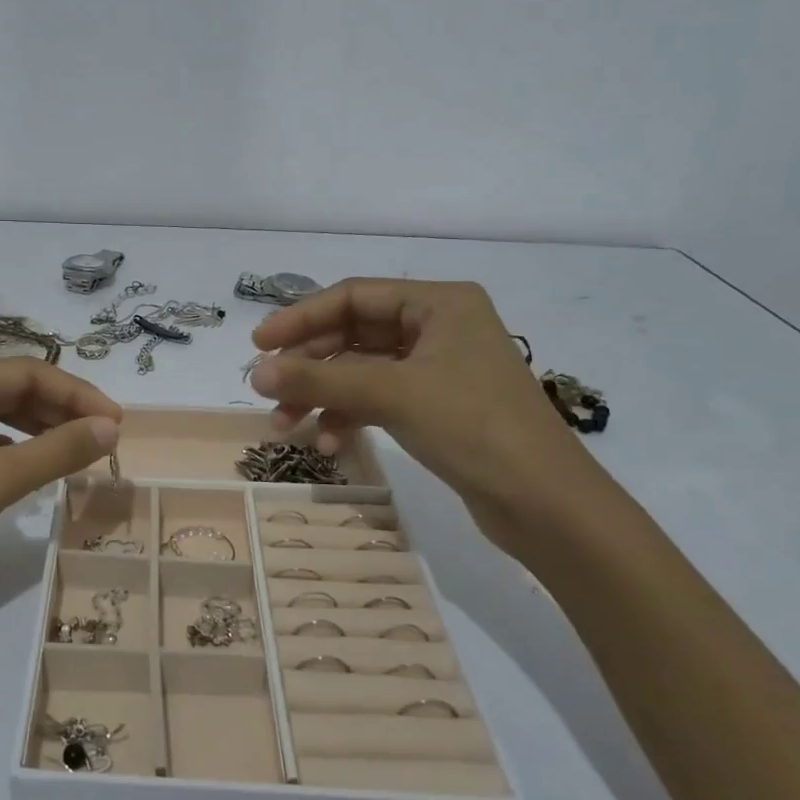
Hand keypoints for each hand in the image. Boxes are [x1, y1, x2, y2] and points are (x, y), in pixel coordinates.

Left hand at [0, 360, 120, 599]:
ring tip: (78, 449)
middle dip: (60, 410)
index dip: (77, 394)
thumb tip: (111, 428)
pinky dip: (13, 447)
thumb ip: (59, 450)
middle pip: (11, 388)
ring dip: (39, 428)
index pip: (26, 373)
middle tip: (103, 437)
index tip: (116, 422)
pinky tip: (34, 465)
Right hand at [250, 279, 599, 542]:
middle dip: (309, 365)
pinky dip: (349, 416)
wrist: (545, 503)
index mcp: (439, 304)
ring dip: (322, 395)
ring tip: (286, 425)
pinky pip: (378, 399)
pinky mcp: (436, 407)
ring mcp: (438, 370)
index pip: (354, 296)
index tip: (258, 344)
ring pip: (361, 371)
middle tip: (266, 391)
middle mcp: (439, 328)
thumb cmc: (473, 427)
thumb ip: (320, 378)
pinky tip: (329, 443)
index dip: (301, 318)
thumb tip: (255, 372)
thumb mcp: (391, 394)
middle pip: (353, 334)